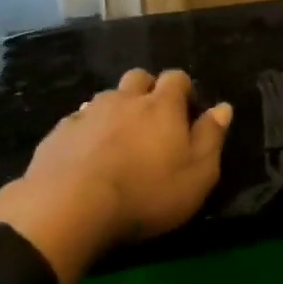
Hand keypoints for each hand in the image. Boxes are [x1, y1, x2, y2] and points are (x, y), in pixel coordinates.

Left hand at [0, 69, 231, 283]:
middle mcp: (125, 99)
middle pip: (138, 78)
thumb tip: (223, 108)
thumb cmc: (146, 193)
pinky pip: (78, 120)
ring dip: (116, 109)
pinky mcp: (60, 132)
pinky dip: (87, 130)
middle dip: (147, 91)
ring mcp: (88, 112)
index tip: (187, 111)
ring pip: (106, 97)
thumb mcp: (197, 175)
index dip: (183, 90)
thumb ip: (211, 138)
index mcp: (162, 106)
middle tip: (152, 119)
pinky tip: (86, 153)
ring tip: (118, 138)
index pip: (177, 78)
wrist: (71, 205)